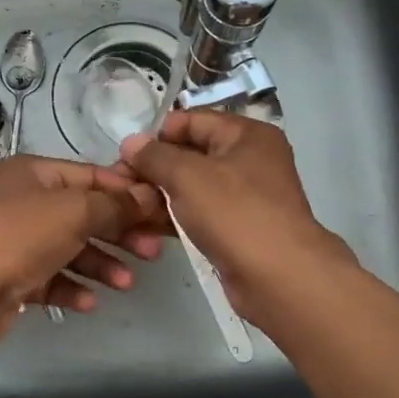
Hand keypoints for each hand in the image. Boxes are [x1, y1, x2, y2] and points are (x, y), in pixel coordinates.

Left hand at [0, 154, 165, 342]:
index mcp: (32, 173)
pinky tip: (89, 302)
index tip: (159, 209)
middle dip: (118, 232)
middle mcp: (21, 201)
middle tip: (152, 251)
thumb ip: (116, 204)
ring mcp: (14, 240)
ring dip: (100, 264)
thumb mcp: (75, 211)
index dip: (126, 191)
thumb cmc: (20, 237)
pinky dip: (72, 286)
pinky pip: (50, 277)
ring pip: (69, 248)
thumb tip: (150, 194)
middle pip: (82, 213)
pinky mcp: (11, 276)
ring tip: (126, 283)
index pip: (89, 175)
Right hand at [119, 111, 354, 322]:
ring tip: (128, 207)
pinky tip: (146, 228)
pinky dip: (175, 217)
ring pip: (192, 187)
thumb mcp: (187, 176)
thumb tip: (130, 142)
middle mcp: (250, 160)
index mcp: (247, 134)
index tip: (125, 154)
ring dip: (161, 196)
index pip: (193, 120)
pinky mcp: (237, 228)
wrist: (278, 277)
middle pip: (191, 154)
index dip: (157, 134)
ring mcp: (245, 196)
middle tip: (121, 183)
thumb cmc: (235, 213)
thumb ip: (155, 156)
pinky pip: (199, 214)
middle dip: (155, 168)